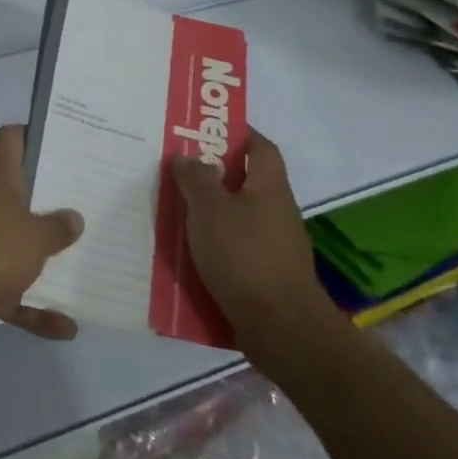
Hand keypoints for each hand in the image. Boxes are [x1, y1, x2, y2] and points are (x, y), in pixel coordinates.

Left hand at [0, 125, 83, 342]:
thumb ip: (57, 228)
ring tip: (88, 268)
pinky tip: (67, 327)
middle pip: (21, 196)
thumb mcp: (33, 237)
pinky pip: (12, 294)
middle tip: (91, 206)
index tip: (60, 138)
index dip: (31, 133)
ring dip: (46, 262)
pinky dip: (35, 310)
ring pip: (18, 248)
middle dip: (52, 204)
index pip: (11, 140)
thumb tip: (73, 217)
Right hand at [171, 127, 335, 340]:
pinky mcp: (268, 276)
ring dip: (212, 213)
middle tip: (180, 171)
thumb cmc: (245, 256)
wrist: (281, 328)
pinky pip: (237, 249)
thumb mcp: (210, 209)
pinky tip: (190, 254)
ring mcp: (276, 246)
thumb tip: (188, 156)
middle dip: (216, 176)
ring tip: (176, 212)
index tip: (208, 130)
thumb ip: (196, 179)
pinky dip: (216, 246)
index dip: (239, 134)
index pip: (261, 147)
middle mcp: (277, 211)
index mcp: (269, 187)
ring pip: (239, 218)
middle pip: (247, 183)